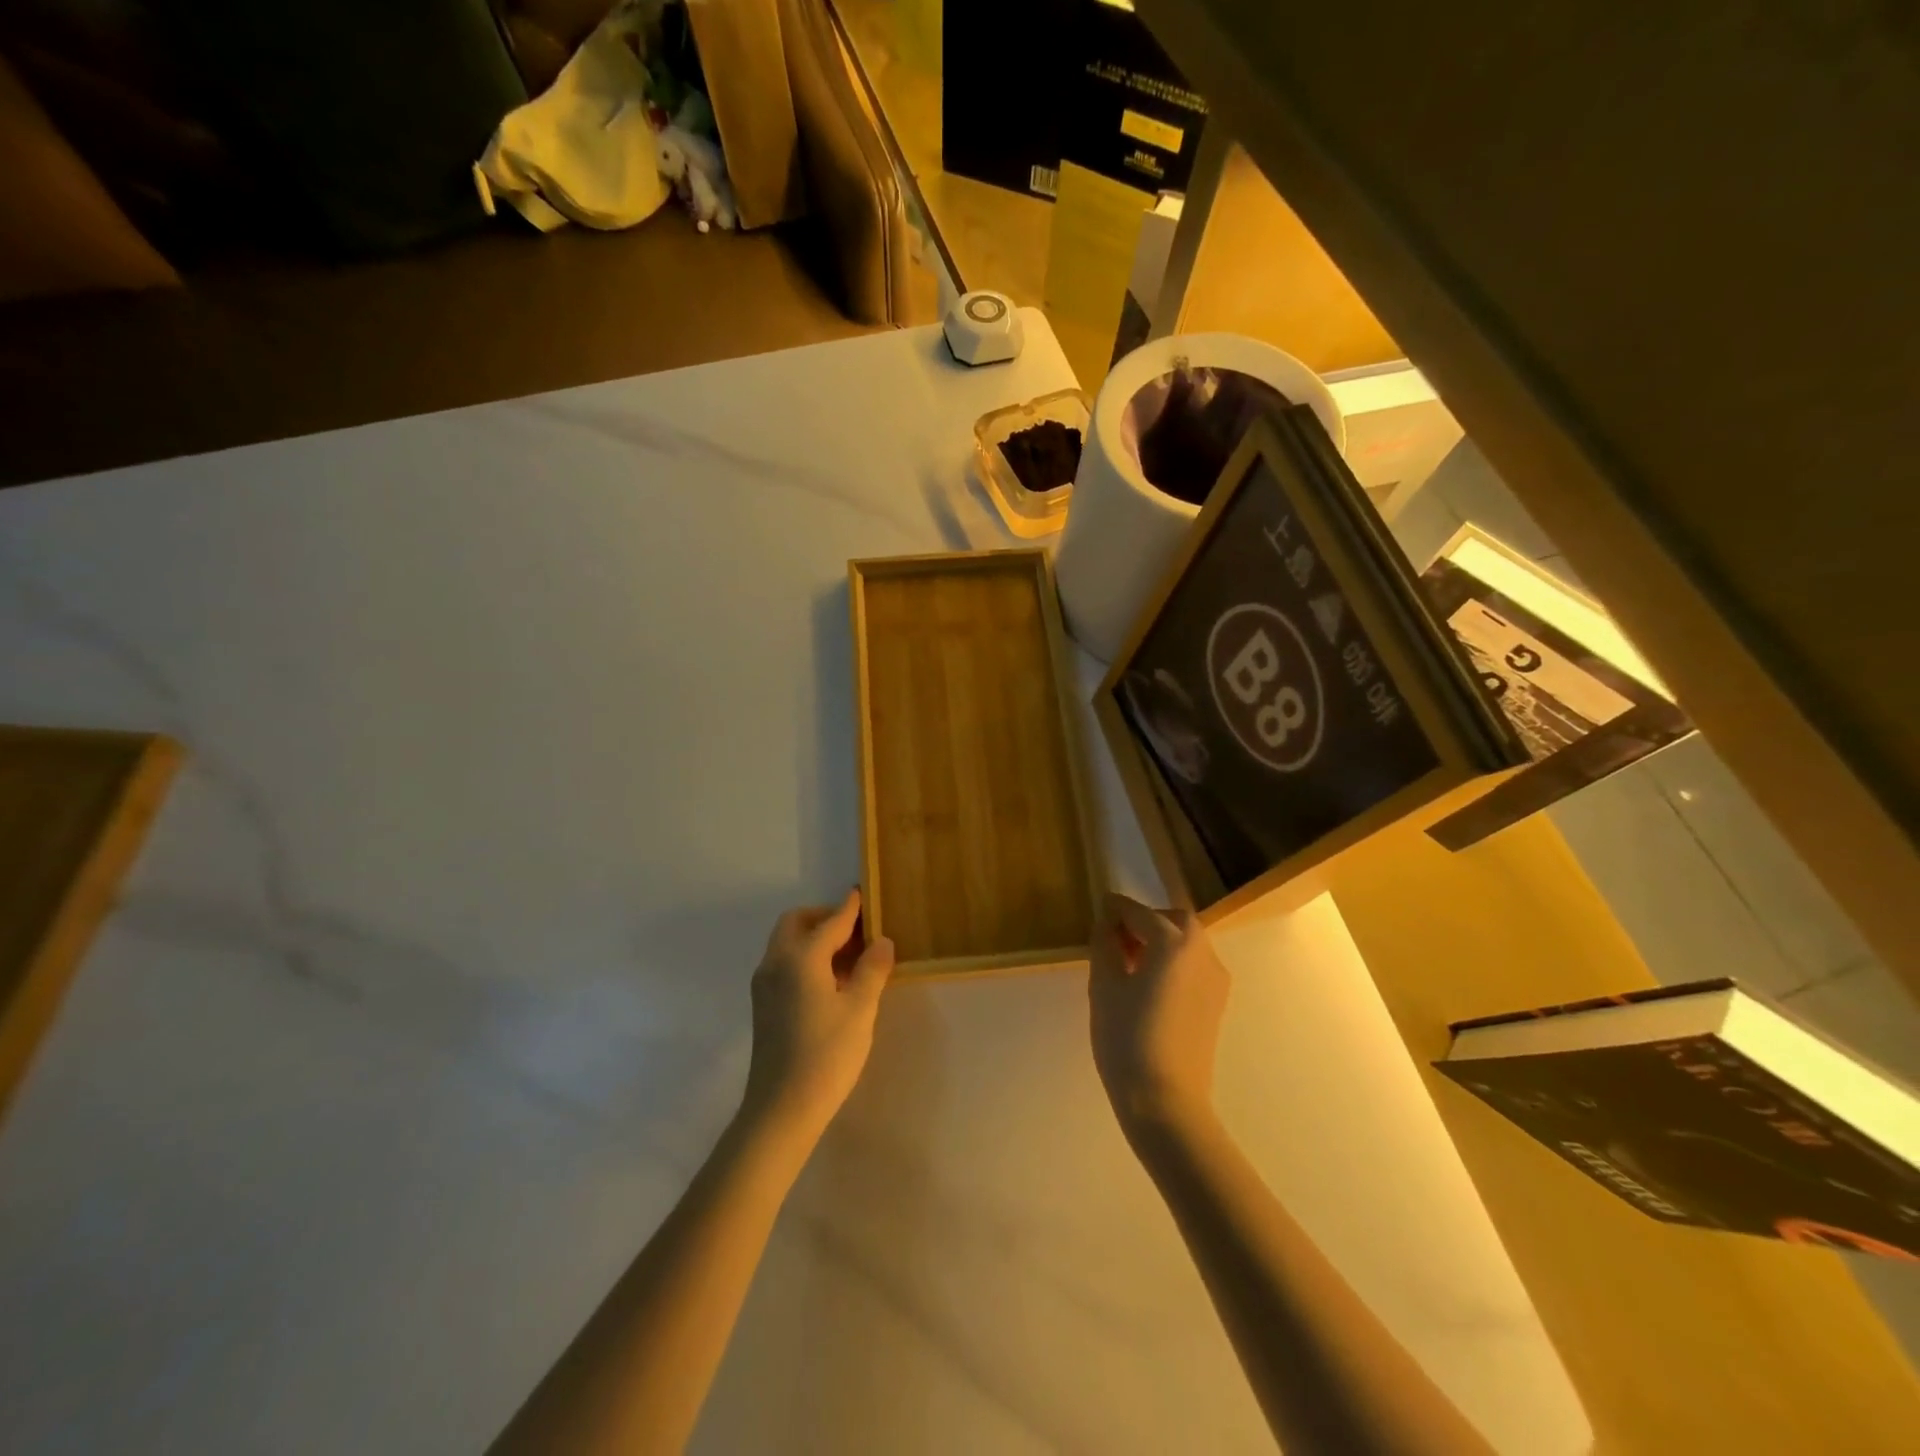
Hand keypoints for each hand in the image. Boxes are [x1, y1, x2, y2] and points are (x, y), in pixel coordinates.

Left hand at [742, 889, 894, 1137]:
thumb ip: (872, 969)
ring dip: (815, 938)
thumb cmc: (826, 1055)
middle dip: (825, 918)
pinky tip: (831, 981)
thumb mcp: (859, 1009)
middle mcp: (776, 962)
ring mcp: (764, 984)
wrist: (781, 1110)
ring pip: (787, 943)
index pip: (830, 922)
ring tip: (850, 956)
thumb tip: (882, 941)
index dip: (850, 908)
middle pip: (797, 923)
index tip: (863, 893)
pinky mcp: (763, 1005)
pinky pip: (784, 963)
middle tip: (857, 931)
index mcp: (800, 958)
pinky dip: (806, 958)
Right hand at [1088, 892, 1228, 1138]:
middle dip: (1145, 920)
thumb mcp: (1104, 986)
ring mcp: (1215, 979)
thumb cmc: (1127, 1038)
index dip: (1116, 909)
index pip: (1140, 912)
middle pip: (1173, 920)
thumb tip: (1106, 926)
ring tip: (1129, 962)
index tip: (1100, 907)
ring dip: (1160, 940)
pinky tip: (1149, 984)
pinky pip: (1193, 965)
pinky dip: (1173, 961)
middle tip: (1116, 937)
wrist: (1166, 1101)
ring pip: (1187, 942)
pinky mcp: (1217, 1004)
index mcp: (1173, 942)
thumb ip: (1105, 946)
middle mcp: (1202, 952)